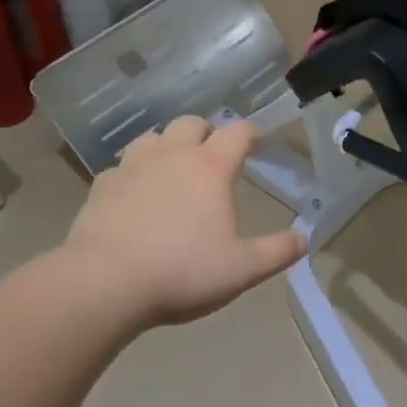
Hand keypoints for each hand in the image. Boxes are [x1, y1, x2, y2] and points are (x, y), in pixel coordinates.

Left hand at [63, 116, 305, 330]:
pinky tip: (135, 195)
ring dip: (167, 145)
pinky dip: (134, 172)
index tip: (255, 142)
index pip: (238, 132)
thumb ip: (277, 252)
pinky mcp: (101, 185)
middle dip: (207, 132)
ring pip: (153, 137)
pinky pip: (122, 166)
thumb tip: (304, 240)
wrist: (104, 283)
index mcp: (210, 168)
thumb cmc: (182, 272)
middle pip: (192, 123)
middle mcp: (172, 155)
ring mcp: (132, 166)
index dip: (251, 133)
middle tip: (213, 155)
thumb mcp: (242, 269)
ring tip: (173, 168)